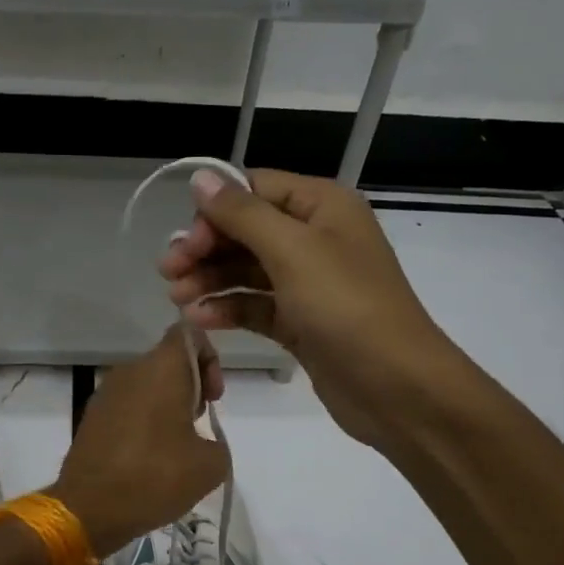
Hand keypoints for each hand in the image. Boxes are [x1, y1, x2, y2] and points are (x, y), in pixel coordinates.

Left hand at [49, 325, 229, 556]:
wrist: (89, 508)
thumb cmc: (155, 477)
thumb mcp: (210, 465)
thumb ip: (216, 441)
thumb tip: (201, 442)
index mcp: (161, 368)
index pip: (188, 334)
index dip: (209, 358)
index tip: (211, 397)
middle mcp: (130, 370)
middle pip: (168, 361)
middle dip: (190, 387)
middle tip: (196, 427)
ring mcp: (105, 392)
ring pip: (146, 384)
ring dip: (165, 406)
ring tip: (173, 448)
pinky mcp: (91, 416)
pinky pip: (126, 405)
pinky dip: (142, 421)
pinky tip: (147, 458)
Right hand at [159, 168, 465, 452]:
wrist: (395, 387)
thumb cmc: (345, 307)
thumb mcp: (292, 251)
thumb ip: (242, 214)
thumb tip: (201, 177)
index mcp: (322, 207)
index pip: (255, 190)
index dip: (215, 212)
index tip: (186, 243)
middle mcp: (316, 238)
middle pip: (247, 231)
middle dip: (206, 249)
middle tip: (168, 273)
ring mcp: (309, 283)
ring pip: (248, 270)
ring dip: (211, 280)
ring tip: (177, 300)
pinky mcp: (302, 322)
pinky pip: (257, 306)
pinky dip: (229, 309)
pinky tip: (201, 321)